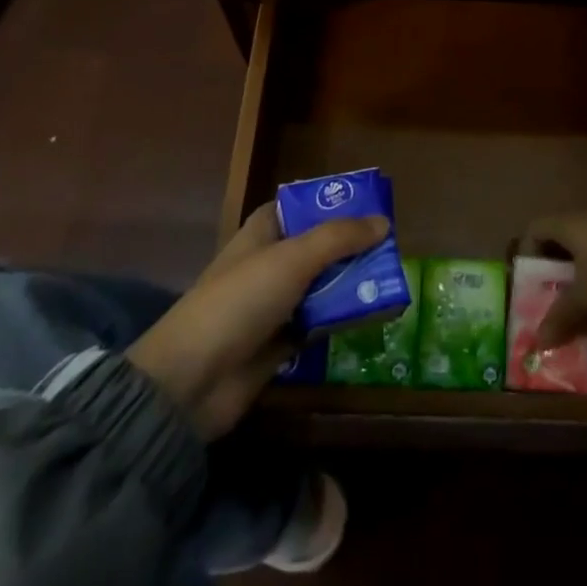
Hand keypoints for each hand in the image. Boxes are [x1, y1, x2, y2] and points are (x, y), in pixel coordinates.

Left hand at [126, 203, 385, 438]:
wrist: (192, 381)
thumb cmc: (240, 301)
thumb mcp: (293, 259)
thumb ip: (339, 238)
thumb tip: (384, 222)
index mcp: (263, 232)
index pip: (302, 206)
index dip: (334, 204)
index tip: (373, 206)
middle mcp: (270, 262)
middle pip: (319, 246)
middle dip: (353, 247)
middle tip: (393, 249)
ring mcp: (275, 303)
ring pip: (323, 285)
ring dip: (352, 284)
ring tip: (393, 281)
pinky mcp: (281, 341)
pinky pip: (321, 321)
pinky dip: (343, 318)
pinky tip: (375, 315)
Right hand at [520, 212, 586, 350]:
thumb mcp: (585, 298)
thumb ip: (561, 316)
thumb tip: (538, 341)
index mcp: (570, 224)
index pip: (537, 227)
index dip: (528, 250)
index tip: (529, 280)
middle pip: (564, 237)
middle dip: (557, 266)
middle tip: (553, 297)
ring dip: (584, 271)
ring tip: (584, 302)